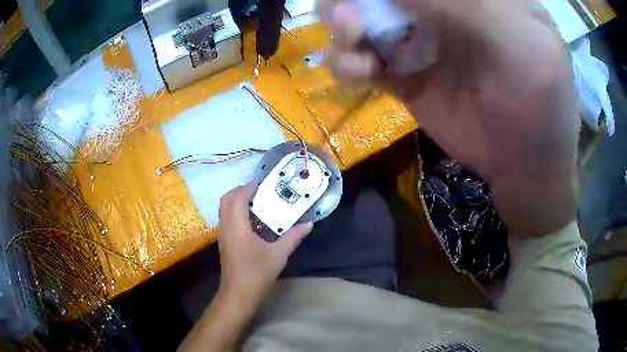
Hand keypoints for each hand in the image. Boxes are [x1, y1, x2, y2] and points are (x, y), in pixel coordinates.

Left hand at [217, 181, 312, 302]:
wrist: (238, 294)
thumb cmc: (256, 273)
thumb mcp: (278, 255)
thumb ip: (293, 237)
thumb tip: (308, 224)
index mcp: (237, 226)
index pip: (237, 198)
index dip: (248, 186)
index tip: (263, 181)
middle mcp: (227, 227)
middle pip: (227, 199)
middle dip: (241, 190)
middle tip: (260, 190)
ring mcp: (224, 235)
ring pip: (225, 209)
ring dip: (238, 200)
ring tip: (258, 201)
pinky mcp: (225, 242)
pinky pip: (228, 218)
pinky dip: (237, 212)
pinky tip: (254, 220)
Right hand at [321, 0, 579, 236]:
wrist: (525, 166)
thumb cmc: (540, 102)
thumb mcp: (521, 41)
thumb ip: (465, 7)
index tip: (381, 0)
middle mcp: (439, 7)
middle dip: (353, 0)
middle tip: (349, 17)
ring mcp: (418, 39)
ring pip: (360, 19)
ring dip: (342, 28)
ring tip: (352, 44)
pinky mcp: (403, 75)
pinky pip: (361, 60)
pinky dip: (346, 62)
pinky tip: (358, 71)